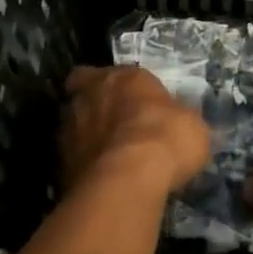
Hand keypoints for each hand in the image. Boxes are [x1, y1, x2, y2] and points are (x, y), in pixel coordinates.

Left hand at [60, 66, 210, 194]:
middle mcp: (90, 94)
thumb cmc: (164, 139)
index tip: (133, 102)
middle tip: (115, 124)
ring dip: (87, 133)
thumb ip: (180, 118)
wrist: (126, 180)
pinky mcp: (60, 160)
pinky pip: (73, 155)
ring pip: (73, 123)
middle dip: (97, 104)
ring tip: (108, 155)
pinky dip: (84, 162)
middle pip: (85, 92)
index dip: (121, 87)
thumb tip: (181, 124)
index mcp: (123, 77)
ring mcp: (69, 126)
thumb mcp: (191, 125)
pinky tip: (102, 177)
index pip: (114, 73)